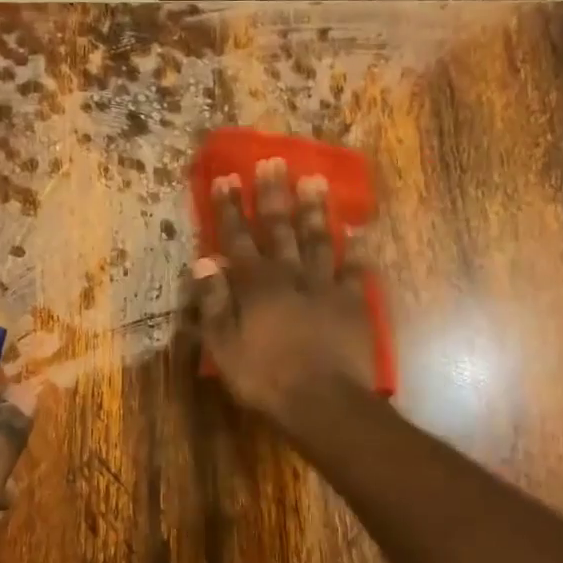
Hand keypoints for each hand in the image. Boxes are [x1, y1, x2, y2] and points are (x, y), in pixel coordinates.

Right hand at [190, 156, 378, 425]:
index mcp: (255, 285)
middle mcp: (290, 276)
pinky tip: (359, 233)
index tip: (227, 177)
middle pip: (280, 229)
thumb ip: (214, 302)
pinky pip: (355, 271)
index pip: (237, 238)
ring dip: (315, 210)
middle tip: (275, 161)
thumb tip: (203, 262)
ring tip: (315, 180)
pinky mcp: (352, 303)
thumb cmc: (265, 377)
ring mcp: (324, 287)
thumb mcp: (224, 346)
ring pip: (318, 240)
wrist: (323, 402)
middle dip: (274, 195)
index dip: (230, 208)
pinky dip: (357, 251)